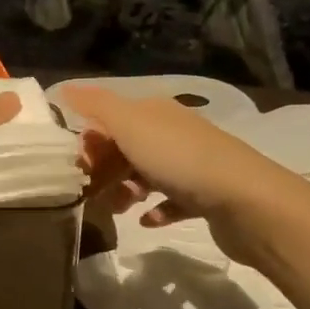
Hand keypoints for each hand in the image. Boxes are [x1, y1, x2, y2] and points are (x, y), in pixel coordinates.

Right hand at [65, 87, 307, 261]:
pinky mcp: (205, 197)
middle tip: (90, 193)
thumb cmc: (180, 160)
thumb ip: (96, 106)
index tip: (76, 166)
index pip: (111, 118)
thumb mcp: (130, 125)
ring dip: (126, 190)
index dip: (89, 140)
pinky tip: (146, 221)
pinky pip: (171, 201)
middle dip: (104, 168)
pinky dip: (155, 210)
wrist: (246, 201)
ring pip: (146, 173)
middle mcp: (173, 132)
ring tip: (118, 209)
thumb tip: (63, 87)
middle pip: (127, 147)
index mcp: (155, 112)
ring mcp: (192, 164)